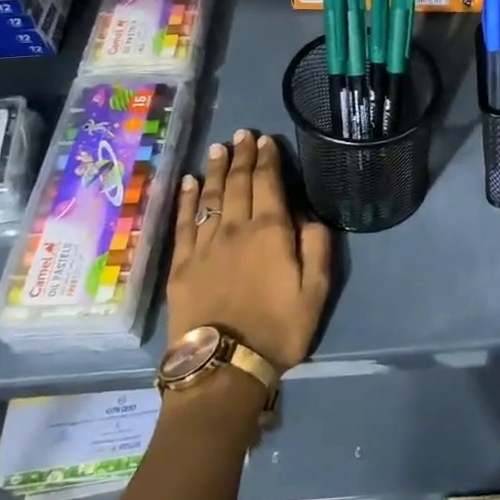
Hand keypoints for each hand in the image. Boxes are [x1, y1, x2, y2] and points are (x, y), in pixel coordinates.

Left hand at [167, 131, 330, 372]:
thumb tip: (308, 215)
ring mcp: (205, 245)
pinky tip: (190, 183)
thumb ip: (317, 246)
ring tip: (220, 148)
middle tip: (244, 134)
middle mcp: (235, 228)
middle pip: (238, 183)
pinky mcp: (182, 264)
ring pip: (211, 197)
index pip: (268, 183)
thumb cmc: (279, 328)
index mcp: (271, 232)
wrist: (224, 365)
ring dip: (217, 170)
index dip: (268, 159)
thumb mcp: (316, 291)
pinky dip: (188, 199)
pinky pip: (184, 222)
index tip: (267, 140)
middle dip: (242, 156)